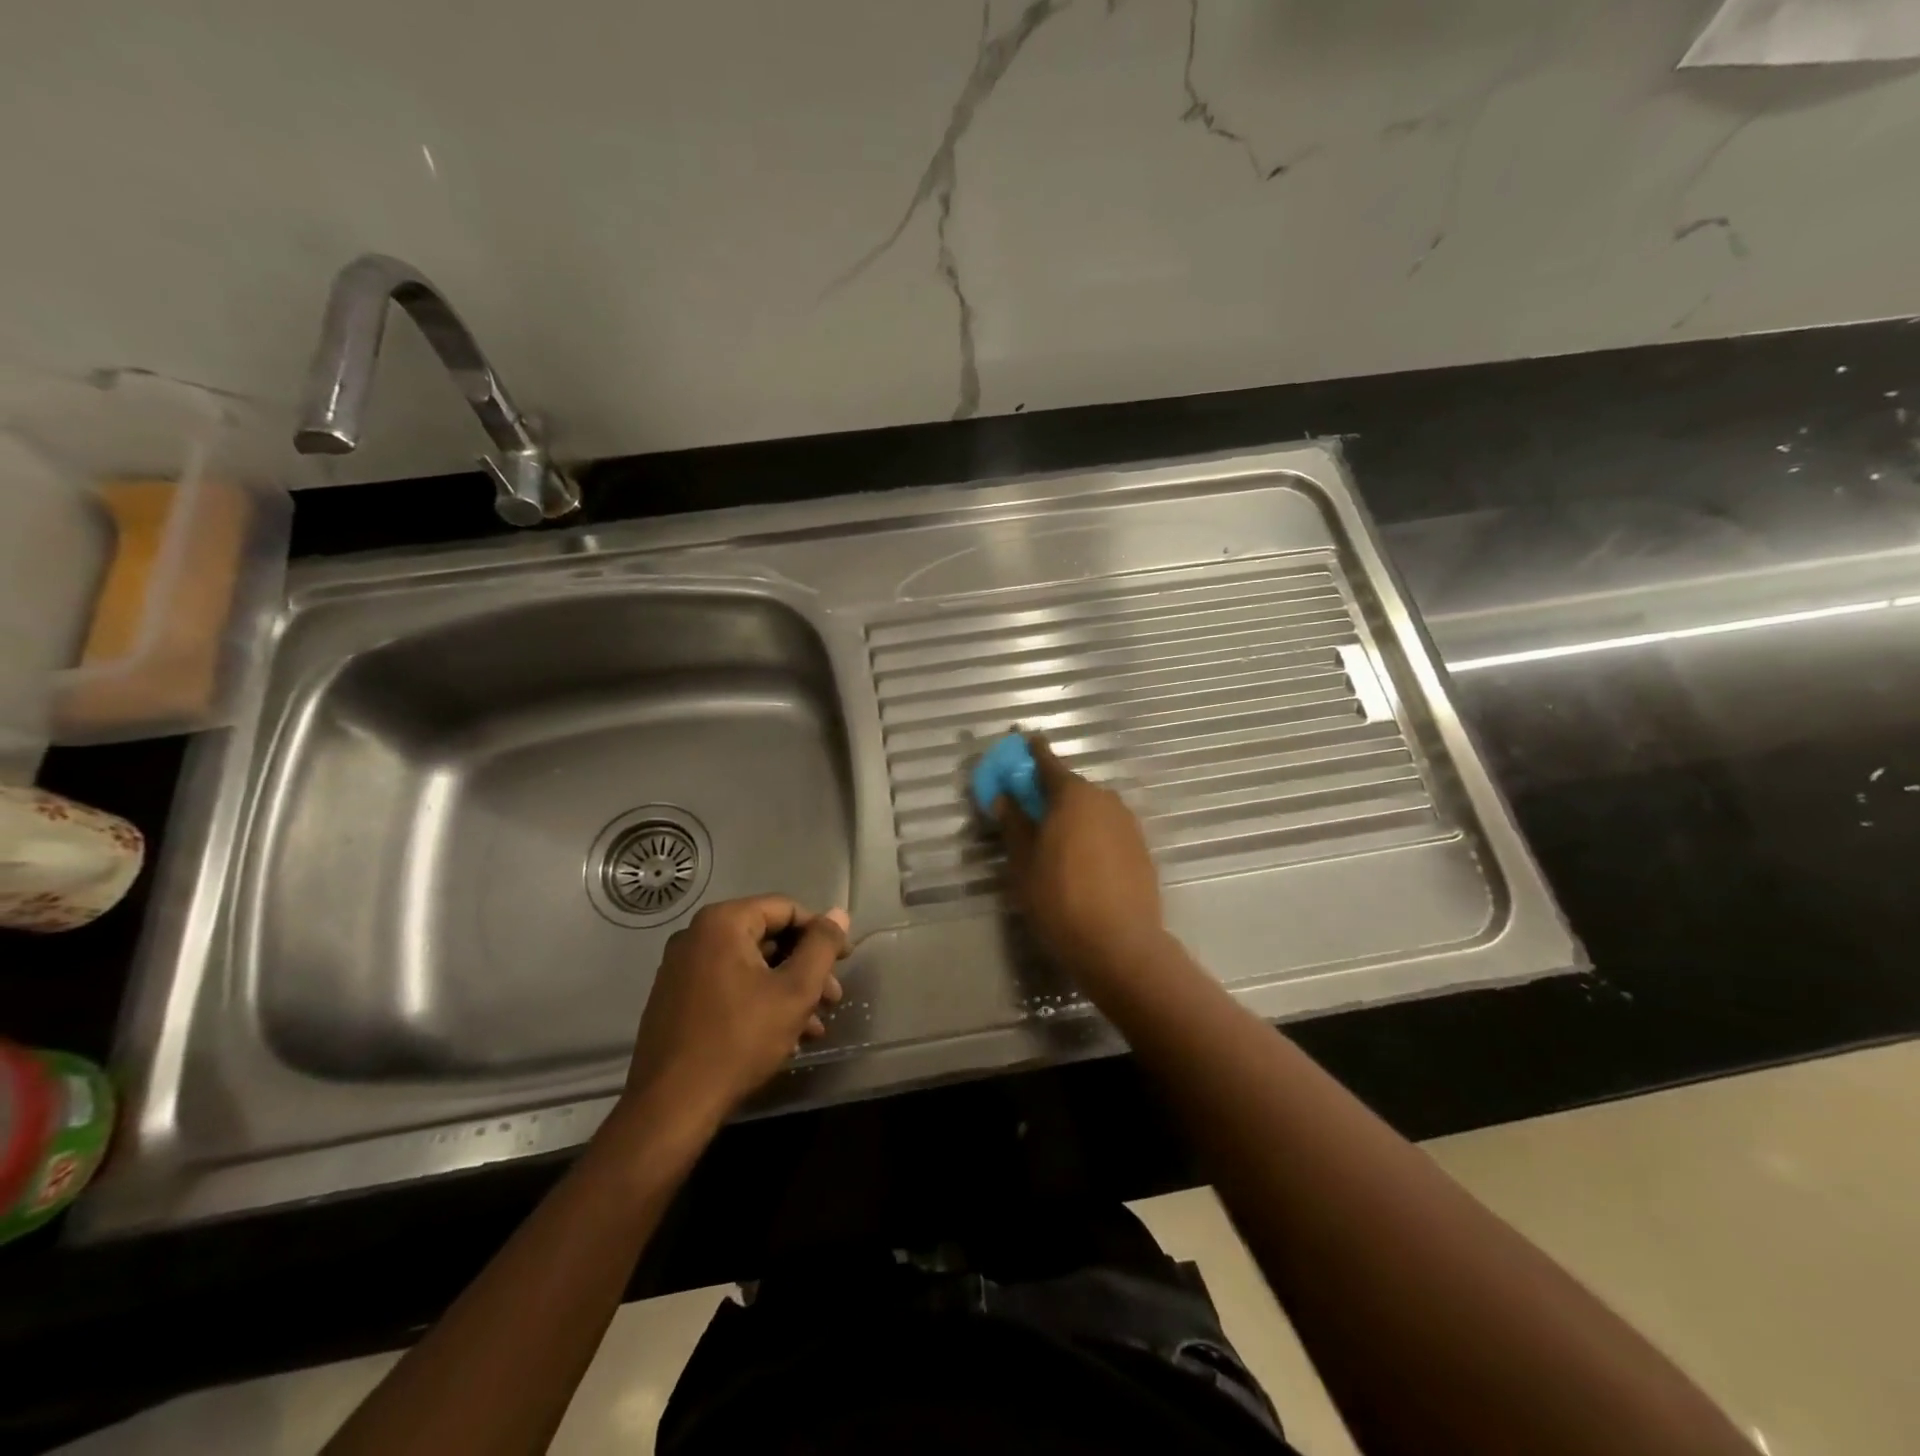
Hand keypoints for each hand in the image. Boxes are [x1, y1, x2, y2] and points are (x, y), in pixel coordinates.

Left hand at [621, 896, 849, 1132]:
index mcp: (722, 923)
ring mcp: (680, 968)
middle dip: (805, 967)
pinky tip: (784, 1034)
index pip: (786, 909)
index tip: (845, 961)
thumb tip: (838, 913)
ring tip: (814, 1024)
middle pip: (767, 937)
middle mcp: (695, 936)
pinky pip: (728, 985)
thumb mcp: (795, 991)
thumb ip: (822, 946)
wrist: (671, 1106)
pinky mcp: (675, 999)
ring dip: (786, 989)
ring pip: (750, 966)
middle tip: (833, 998)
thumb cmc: (739, 1039)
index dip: (821, 932)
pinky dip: (759, 1000)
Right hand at [992, 734, 1167, 996]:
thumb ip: (1014, 824)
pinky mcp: (1141, 848)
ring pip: (1092, 808)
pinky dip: (1091, 833)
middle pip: (1071, 786)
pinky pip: (1108, 829)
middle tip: (1029, 806)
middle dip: (1049, 791)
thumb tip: (1004, 797)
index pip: (1047, 761)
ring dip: (1072, 814)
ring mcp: (1127, 823)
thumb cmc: (1060, 899)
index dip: (1032, 750)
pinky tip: (1081, 860)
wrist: (1121, 945)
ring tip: (1055, 840)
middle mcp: (1104, 799)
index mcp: (1072, 795)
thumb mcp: (1024, 863)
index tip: (1023, 738)